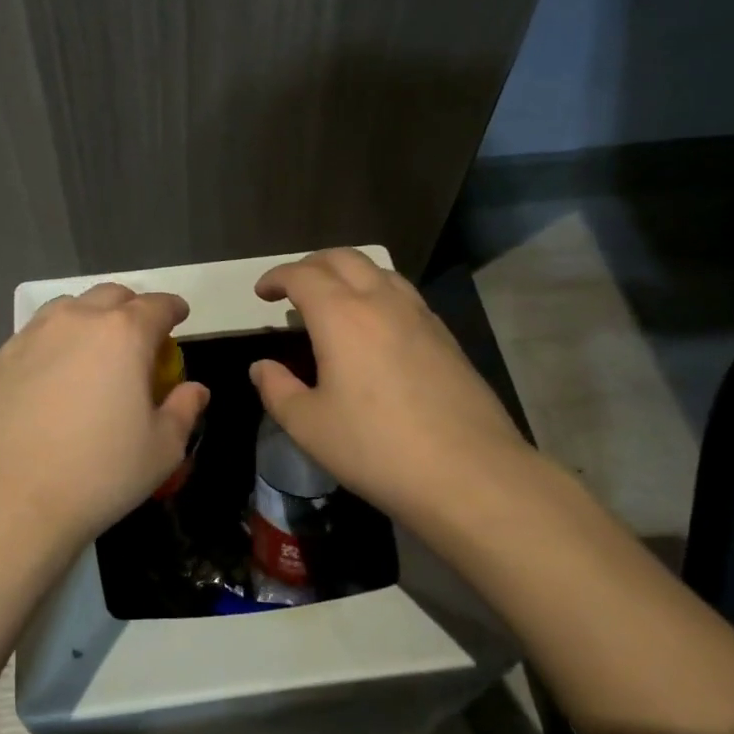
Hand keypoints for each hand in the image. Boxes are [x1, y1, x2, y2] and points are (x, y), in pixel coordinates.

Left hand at [0, 284, 210, 552]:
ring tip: (93, 349)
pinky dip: (54, 342)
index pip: (157, 305)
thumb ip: (183, 410)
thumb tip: (195, 390)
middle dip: (131, 308)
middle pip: (111, 296)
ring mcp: (33, 335)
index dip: (173, 309)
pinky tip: (52, 375)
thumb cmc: (98, 474)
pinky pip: (35, 335)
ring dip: (90, 318)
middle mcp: (78, 320)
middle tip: (139, 337)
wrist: (8, 499)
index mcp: (124, 334)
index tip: (179, 317)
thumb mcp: (161, 450)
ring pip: (69, 307)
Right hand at [250, 249, 530, 518]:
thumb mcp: (309, 427)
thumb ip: (277, 390)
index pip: (302, 275)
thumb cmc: (377, 449)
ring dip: (348, 273)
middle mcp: (381, 302)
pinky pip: (404, 295)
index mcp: (341, 316)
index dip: (276, 278)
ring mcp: (420, 316)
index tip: (262, 293)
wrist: (471, 474)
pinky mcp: (446, 337)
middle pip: (343, 258)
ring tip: (334, 300)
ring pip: (379, 271)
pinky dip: (378, 293)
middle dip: (311, 265)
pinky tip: (377, 327)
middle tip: (293, 288)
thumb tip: (262, 367)